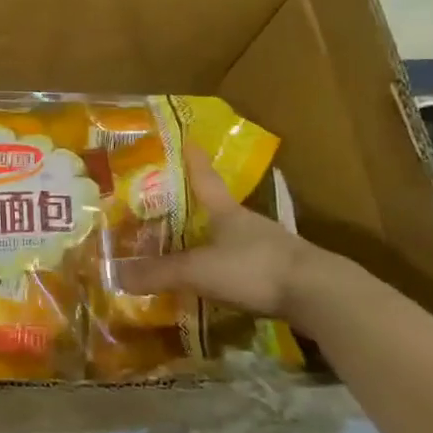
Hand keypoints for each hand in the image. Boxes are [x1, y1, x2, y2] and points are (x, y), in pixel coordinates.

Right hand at [116, 147, 314, 317]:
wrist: (319, 294)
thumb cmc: (253, 268)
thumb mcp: (199, 270)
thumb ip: (159, 273)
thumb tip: (114, 273)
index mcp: (226, 211)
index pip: (204, 177)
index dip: (192, 159)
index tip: (186, 138)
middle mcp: (247, 222)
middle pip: (217, 208)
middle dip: (195, 206)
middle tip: (168, 204)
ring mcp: (268, 246)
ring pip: (232, 237)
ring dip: (212, 239)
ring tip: (188, 247)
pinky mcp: (282, 272)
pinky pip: (246, 264)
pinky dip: (229, 268)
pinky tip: (219, 282)